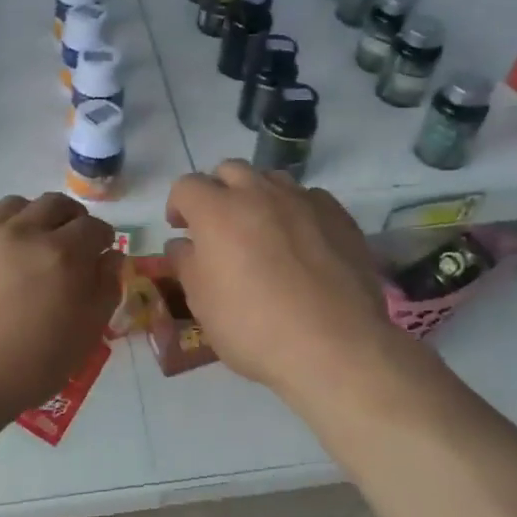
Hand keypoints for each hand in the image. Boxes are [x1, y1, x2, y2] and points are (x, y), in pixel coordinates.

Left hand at [0, 192, 122, 429]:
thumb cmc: (26, 368)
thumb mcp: (83, 338)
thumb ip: (105, 291)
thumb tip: (111, 257)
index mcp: (62, 255)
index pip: (94, 226)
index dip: (102, 239)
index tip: (99, 255)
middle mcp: (23, 232)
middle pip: (56, 204)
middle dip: (71, 219)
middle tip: (69, 244)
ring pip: (16, 205)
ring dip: (32, 219)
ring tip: (29, 246)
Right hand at [165, 162, 399, 403]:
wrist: (335, 346)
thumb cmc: (254, 328)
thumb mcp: (202, 304)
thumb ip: (186, 264)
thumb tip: (183, 244)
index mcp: (217, 212)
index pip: (186, 186)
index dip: (178, 205)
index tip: (181, 229)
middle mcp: (259, 194)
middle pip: (229, 171)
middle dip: (217, 191)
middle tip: (218, 226)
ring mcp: (303, 201)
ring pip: (271, 179)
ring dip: (257, 196)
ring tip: (261, 230)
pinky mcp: (339, 216)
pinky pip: (308, 198)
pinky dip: (295, 211)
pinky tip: (301, 242)